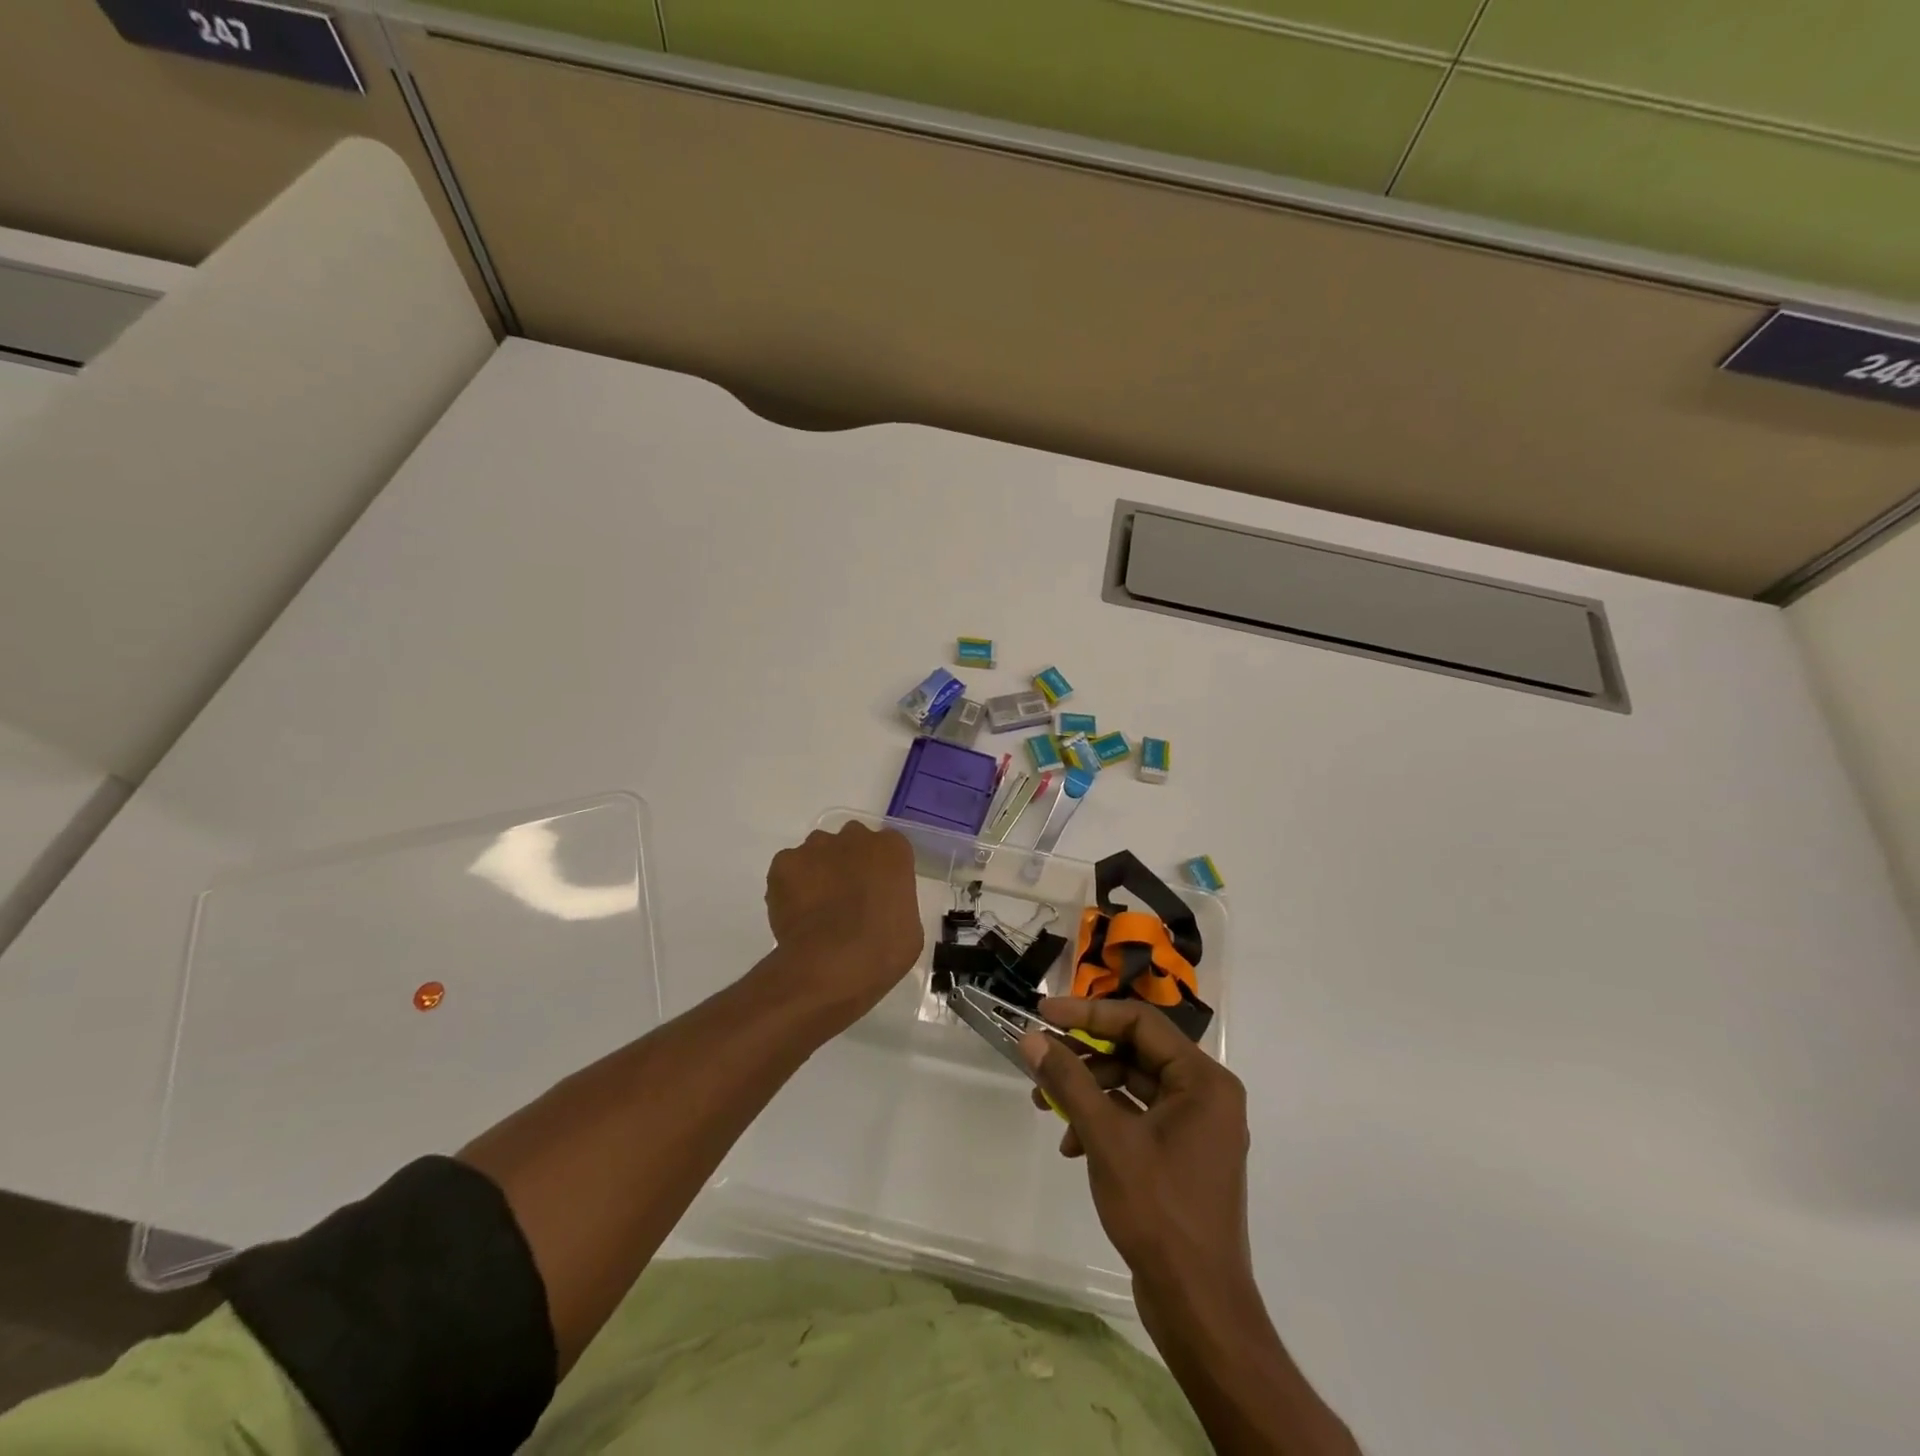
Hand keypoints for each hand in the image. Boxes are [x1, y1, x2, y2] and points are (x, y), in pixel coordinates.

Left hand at [764, 824, 922, 1021]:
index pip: (888, 848)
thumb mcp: (908, 926)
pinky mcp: (784, 863)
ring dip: (819, 871)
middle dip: (849, 863)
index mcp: (892, 849)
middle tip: (847, 898)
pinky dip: (790, 887)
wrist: (832, 964)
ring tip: (816, 909)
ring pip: (817, 852)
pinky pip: (789, 869)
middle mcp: (854, 837)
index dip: (880, 871)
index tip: (876, 895)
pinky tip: (795, 914)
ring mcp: (816, 847)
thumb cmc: (883, 949)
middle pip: (851, 842)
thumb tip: (878, 908)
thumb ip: (894, 902)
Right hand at [1020, 997, 1254, 1323]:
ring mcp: (1196, 1125)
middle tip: (1039, 1056)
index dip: (1088, 1012)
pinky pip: (1138, 1115)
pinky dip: (1103, 1121)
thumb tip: (1031, 1038)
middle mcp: (1206, 1093)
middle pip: (1135, 1051)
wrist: (1199, 1308)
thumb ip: (1069, 1081)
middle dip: (1083, 1056)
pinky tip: (1071, 1144)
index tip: (1043, 1012)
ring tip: (1045, 1105)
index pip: (1140, 1022)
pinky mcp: (1182, 1152)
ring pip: (1132, 1084)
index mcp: (1203, 1080)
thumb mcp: (1107, 1139)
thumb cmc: (1159, 1213)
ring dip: (1088, 1090)